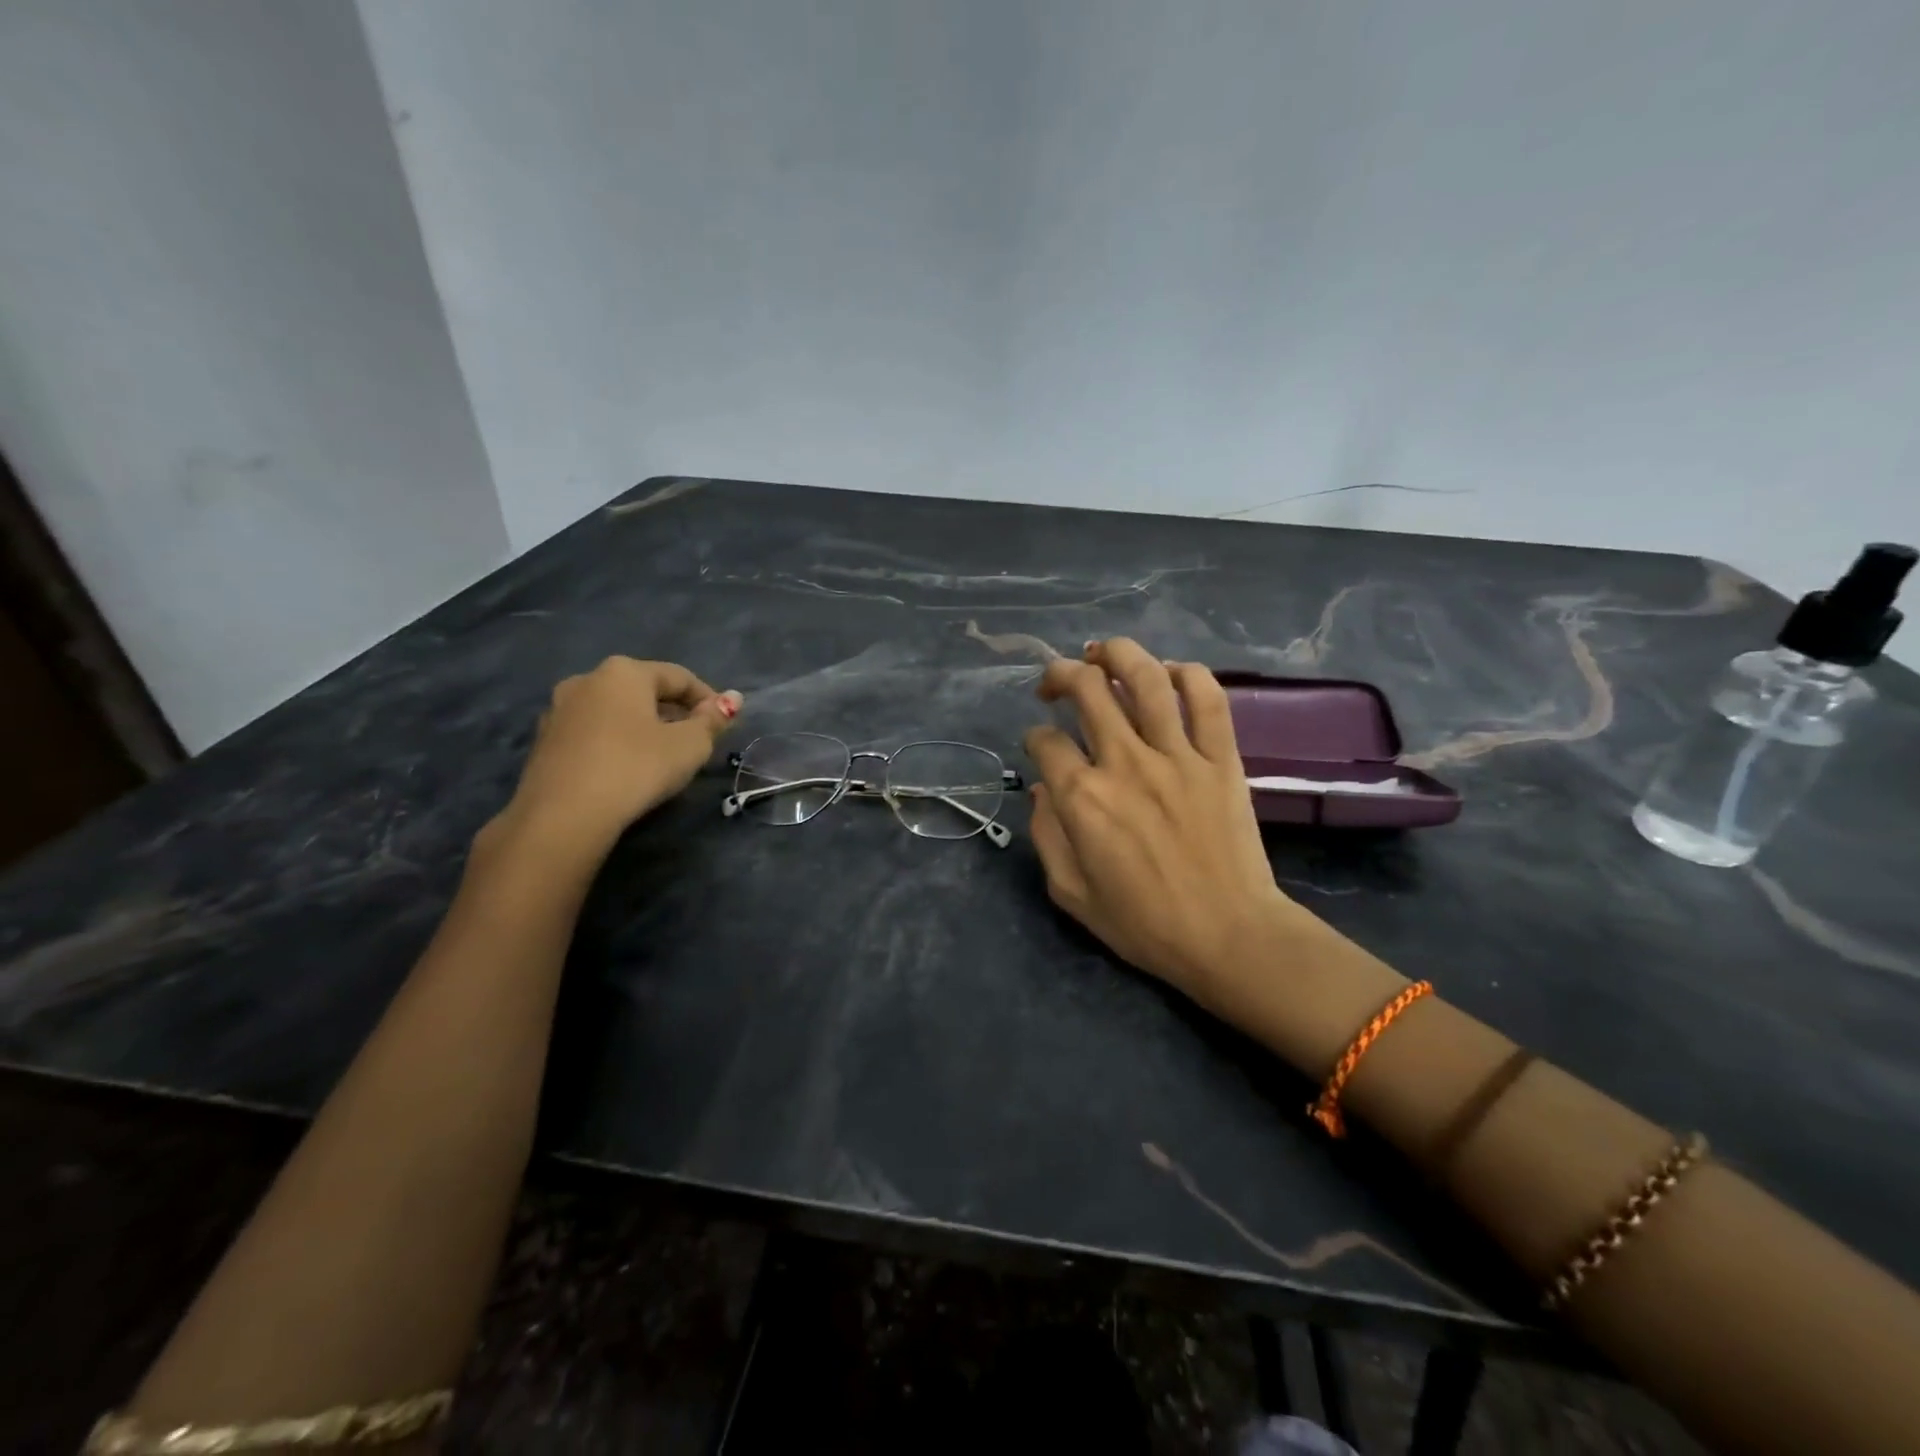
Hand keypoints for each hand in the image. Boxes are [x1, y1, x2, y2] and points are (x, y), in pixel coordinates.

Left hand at [487, 657, 742, 859]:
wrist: (563, 815)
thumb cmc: (637, 767)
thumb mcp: (690, 745)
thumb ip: (713, 719)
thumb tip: (733, 698)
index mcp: (625, 671)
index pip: (680, 677)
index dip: (708, 699)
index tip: (724, 725)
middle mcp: (587, 679)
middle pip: (644, 691)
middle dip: (674, 712)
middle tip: (696, 742)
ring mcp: (559, 710)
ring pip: (616, 711)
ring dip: (643, 727)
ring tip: (662, 757)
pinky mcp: (544, 742)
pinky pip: (593, 733)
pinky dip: (616, 743)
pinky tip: (627, 769)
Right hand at [1023, 640, 1304, 1009]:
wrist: (1229, 936)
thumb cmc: (1144, 924)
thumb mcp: (1071, 893)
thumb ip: (1046, 837)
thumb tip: (1043, 790)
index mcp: (1083, 798)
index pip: (1046, 742)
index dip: (1035, 738)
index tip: (1040, 746)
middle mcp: (1125, 763)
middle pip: (1087, 689)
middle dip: (1061, 675)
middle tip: (1055, 684)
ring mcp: (1178, 756)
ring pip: (1144, 678)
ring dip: (1117, 654)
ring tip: (1102, 653)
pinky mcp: (1221, 759)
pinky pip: (1208, 699)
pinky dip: (1187, 674)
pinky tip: (1169, 674)